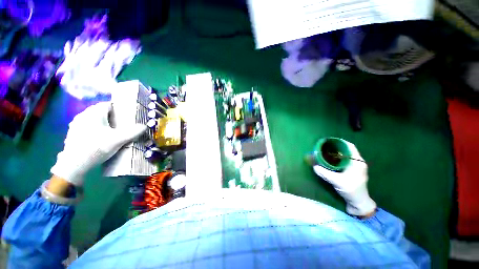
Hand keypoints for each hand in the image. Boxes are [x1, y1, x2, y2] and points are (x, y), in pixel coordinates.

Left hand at [51, 102, 145, 186]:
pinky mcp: (73, 132)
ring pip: (93, 118)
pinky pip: (87, 125)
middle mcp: (84, 115)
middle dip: (111, 116)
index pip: (108, 104)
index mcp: (94, 113)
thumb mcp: (118, 140)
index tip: (126, 117)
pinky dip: (94, 128)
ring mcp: (76, 124)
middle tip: (121, 125)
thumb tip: (144, 126)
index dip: (119, 109)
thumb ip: (133, 132)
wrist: (75, 164)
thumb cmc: (97, 147)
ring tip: (111, 132)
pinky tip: (99, 138)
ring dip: (102, 122)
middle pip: (100, 111)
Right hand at [313, 140, 375, 216]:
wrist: (358, 203)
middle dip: (335, 147)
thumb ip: (325, 173)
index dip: (339, 142)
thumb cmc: (351, 191)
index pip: (349, 146)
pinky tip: (328, 161)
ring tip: (324, 152)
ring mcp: (355, 167)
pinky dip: (336, 159)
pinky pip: (343, 161)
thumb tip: (314, 166)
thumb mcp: (337, 181)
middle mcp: (357, 162)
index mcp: (357, 162)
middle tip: (323, 147)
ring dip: (335, 153)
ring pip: (344, 155)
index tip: (328, 141)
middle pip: (346, 150)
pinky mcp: (352, 171)